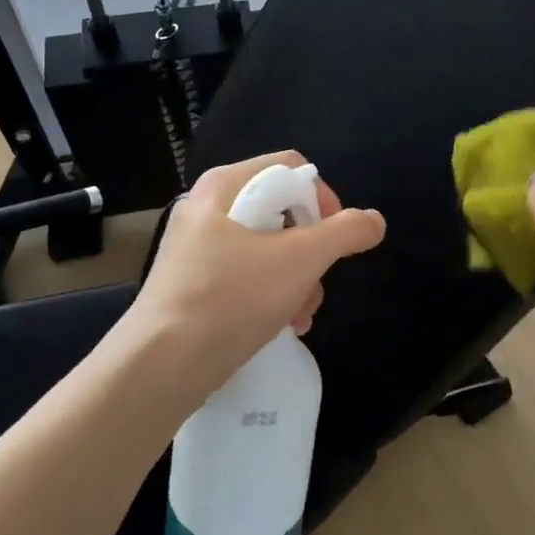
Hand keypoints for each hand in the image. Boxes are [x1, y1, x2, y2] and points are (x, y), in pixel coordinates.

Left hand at [125, 151, 385, 406]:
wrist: (161, 366)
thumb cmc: (231, 299)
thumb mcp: (299, 261)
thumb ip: (343, 233)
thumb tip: (374, 220)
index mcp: (225, 186)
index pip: (291, 168)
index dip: (323, 198)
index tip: (336, 239)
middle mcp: (208, 207)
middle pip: (282, 210)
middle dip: (311, 251)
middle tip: (317, 283)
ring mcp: (197, 245)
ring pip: (267, 247)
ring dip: (296, 279)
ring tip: (301, 314)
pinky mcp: (193, 281)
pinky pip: (245, 273)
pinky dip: (270, 294)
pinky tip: (281, 326)